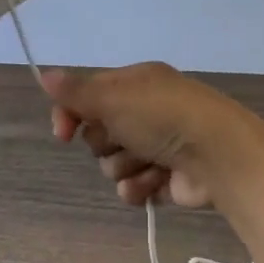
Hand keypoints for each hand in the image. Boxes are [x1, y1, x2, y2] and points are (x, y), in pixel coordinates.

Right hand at [42, 62, 255, 209]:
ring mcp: (156, 147)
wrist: (218, 156)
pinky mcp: (165, 179)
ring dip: (126, 167)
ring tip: (149, 162)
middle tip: (126, 139)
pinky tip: (157, 182)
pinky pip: (132, 188)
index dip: (71, 114)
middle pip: (98, 134)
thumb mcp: (114, 97)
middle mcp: (145, 112)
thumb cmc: (163, 117)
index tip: (63, 133)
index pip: (88, 96)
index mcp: (136, 84)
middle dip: (106, 143)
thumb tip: (44, 74)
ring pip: (113, 165)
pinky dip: (141, 187)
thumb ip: (76, 91)